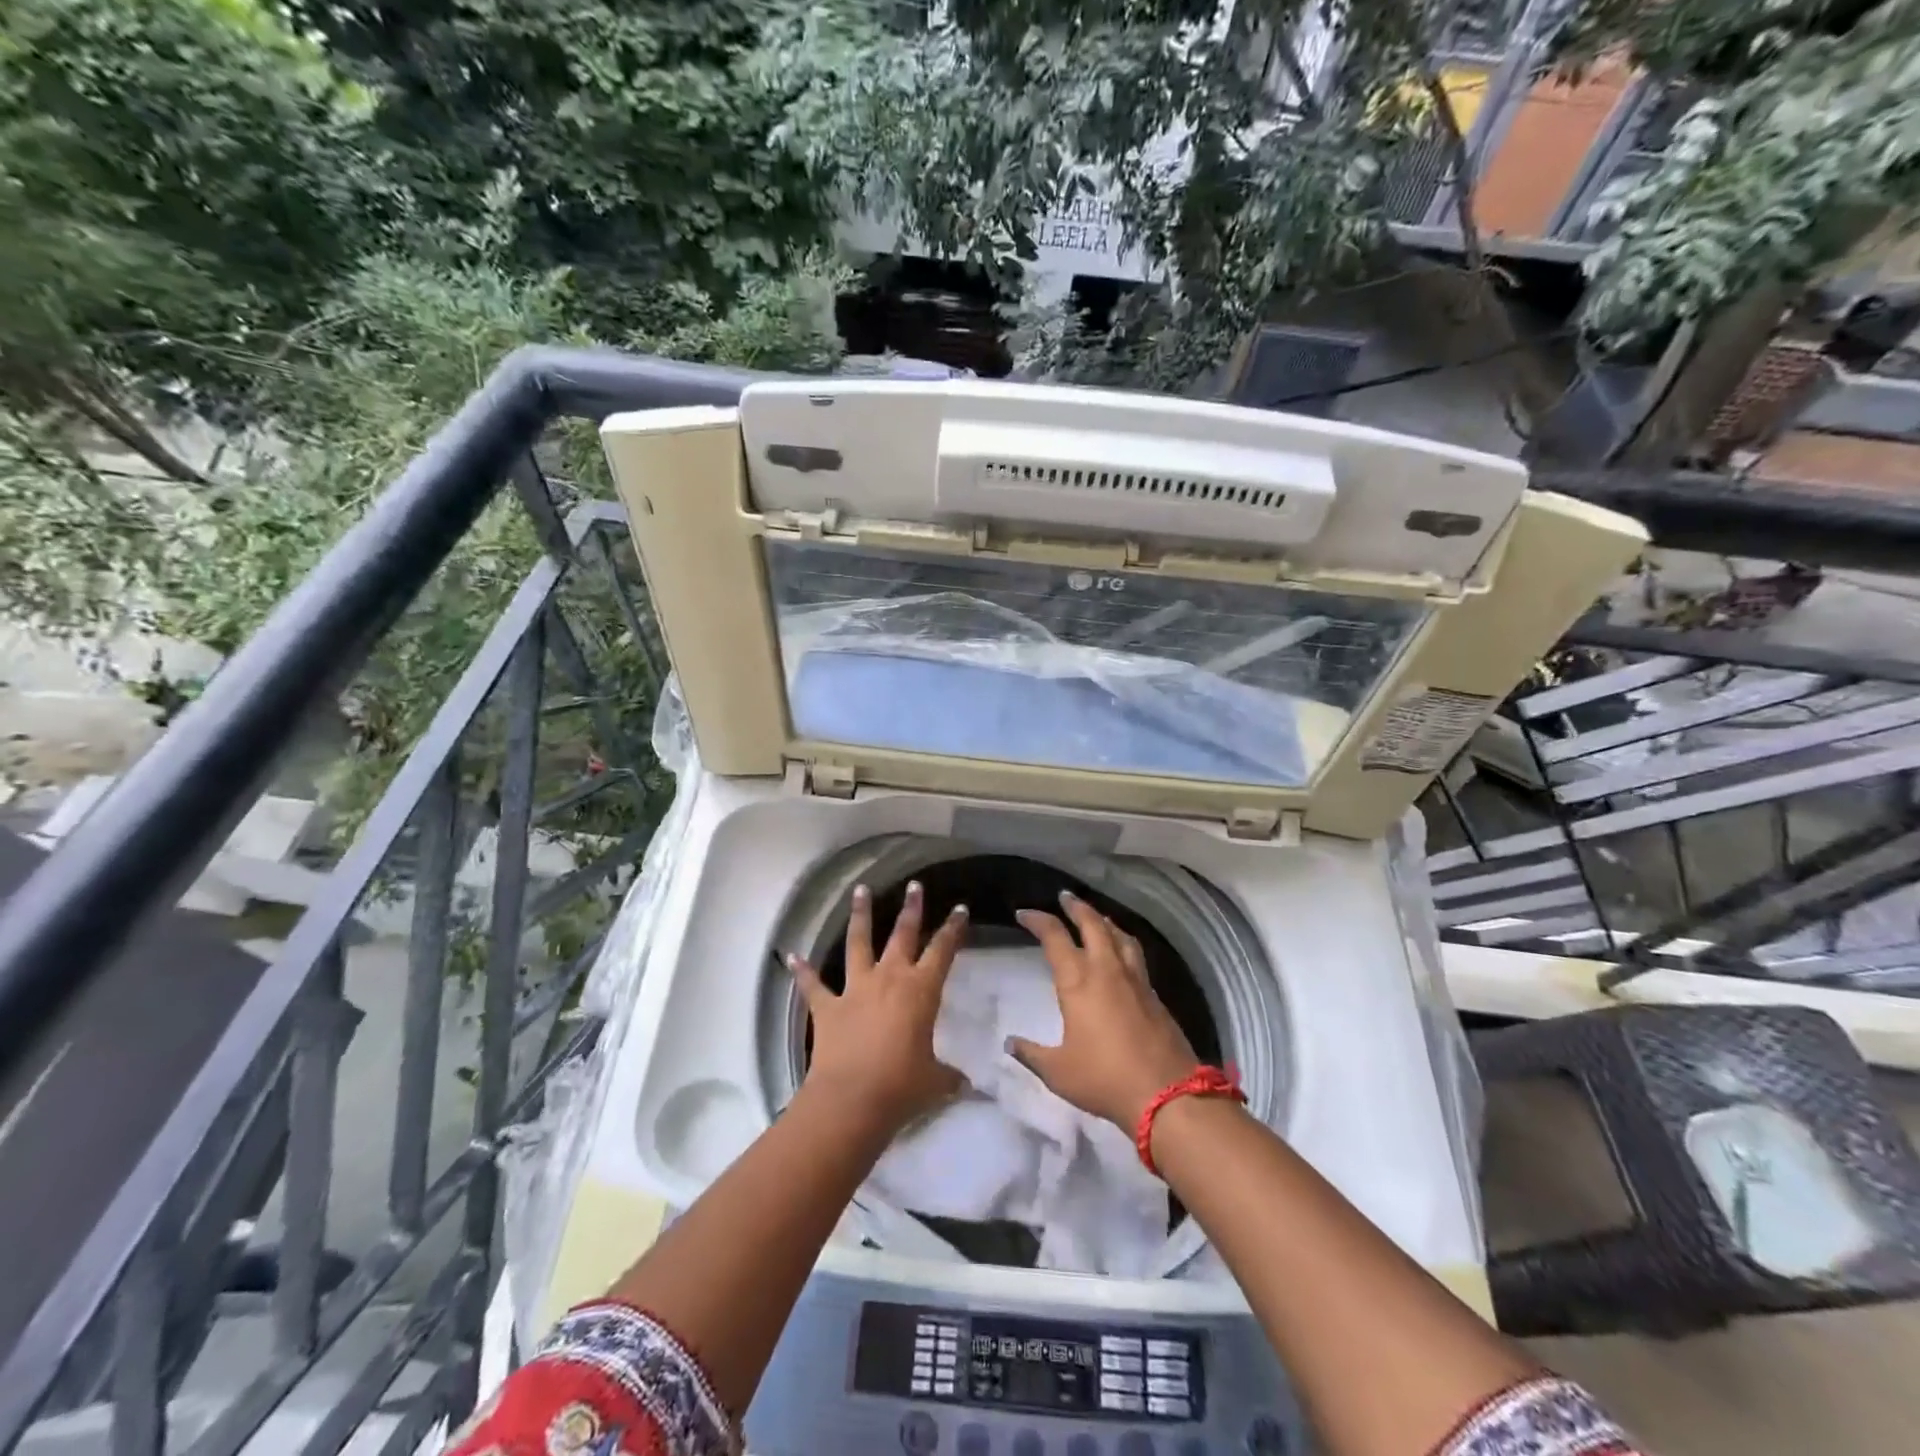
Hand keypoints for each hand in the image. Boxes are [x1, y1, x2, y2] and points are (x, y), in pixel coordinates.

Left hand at [790, 880, 967, 1134]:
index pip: (943, 951)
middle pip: (902, 935)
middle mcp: (889, 979)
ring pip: (858, 942)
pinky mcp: (827, 1007)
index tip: (960, 909)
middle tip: (914, 886)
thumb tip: (967, 1085)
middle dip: (911, 909)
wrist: (851, 1100)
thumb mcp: (935, 1082)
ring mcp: (855, 989)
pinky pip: (813, 984)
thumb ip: (949, 1077)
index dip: (953, 929)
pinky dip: (803, 970)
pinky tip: (792, 955)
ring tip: (860, 890)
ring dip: (860, 916)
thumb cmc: (901, 1087)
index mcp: (921, 991)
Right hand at [1008, 892, 1199, 1131]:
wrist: (1167, 1094)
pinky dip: (1122, 941)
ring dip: (1103, 920)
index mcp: (1077, 980)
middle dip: (1076, 907)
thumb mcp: (1058, 1071)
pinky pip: (1134, 954)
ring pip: (1118, 935)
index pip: (1054, 937)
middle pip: (1092, 923)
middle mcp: (1106, 969)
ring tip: (1095, 917)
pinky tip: (1121, 952)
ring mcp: (1134, 979)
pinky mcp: (1154, 994)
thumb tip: (1010, 1043)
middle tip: (1064, 897)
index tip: (1024, 914)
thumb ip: (1032, 1054)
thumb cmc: (1104, 1078)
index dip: (1038, 920)